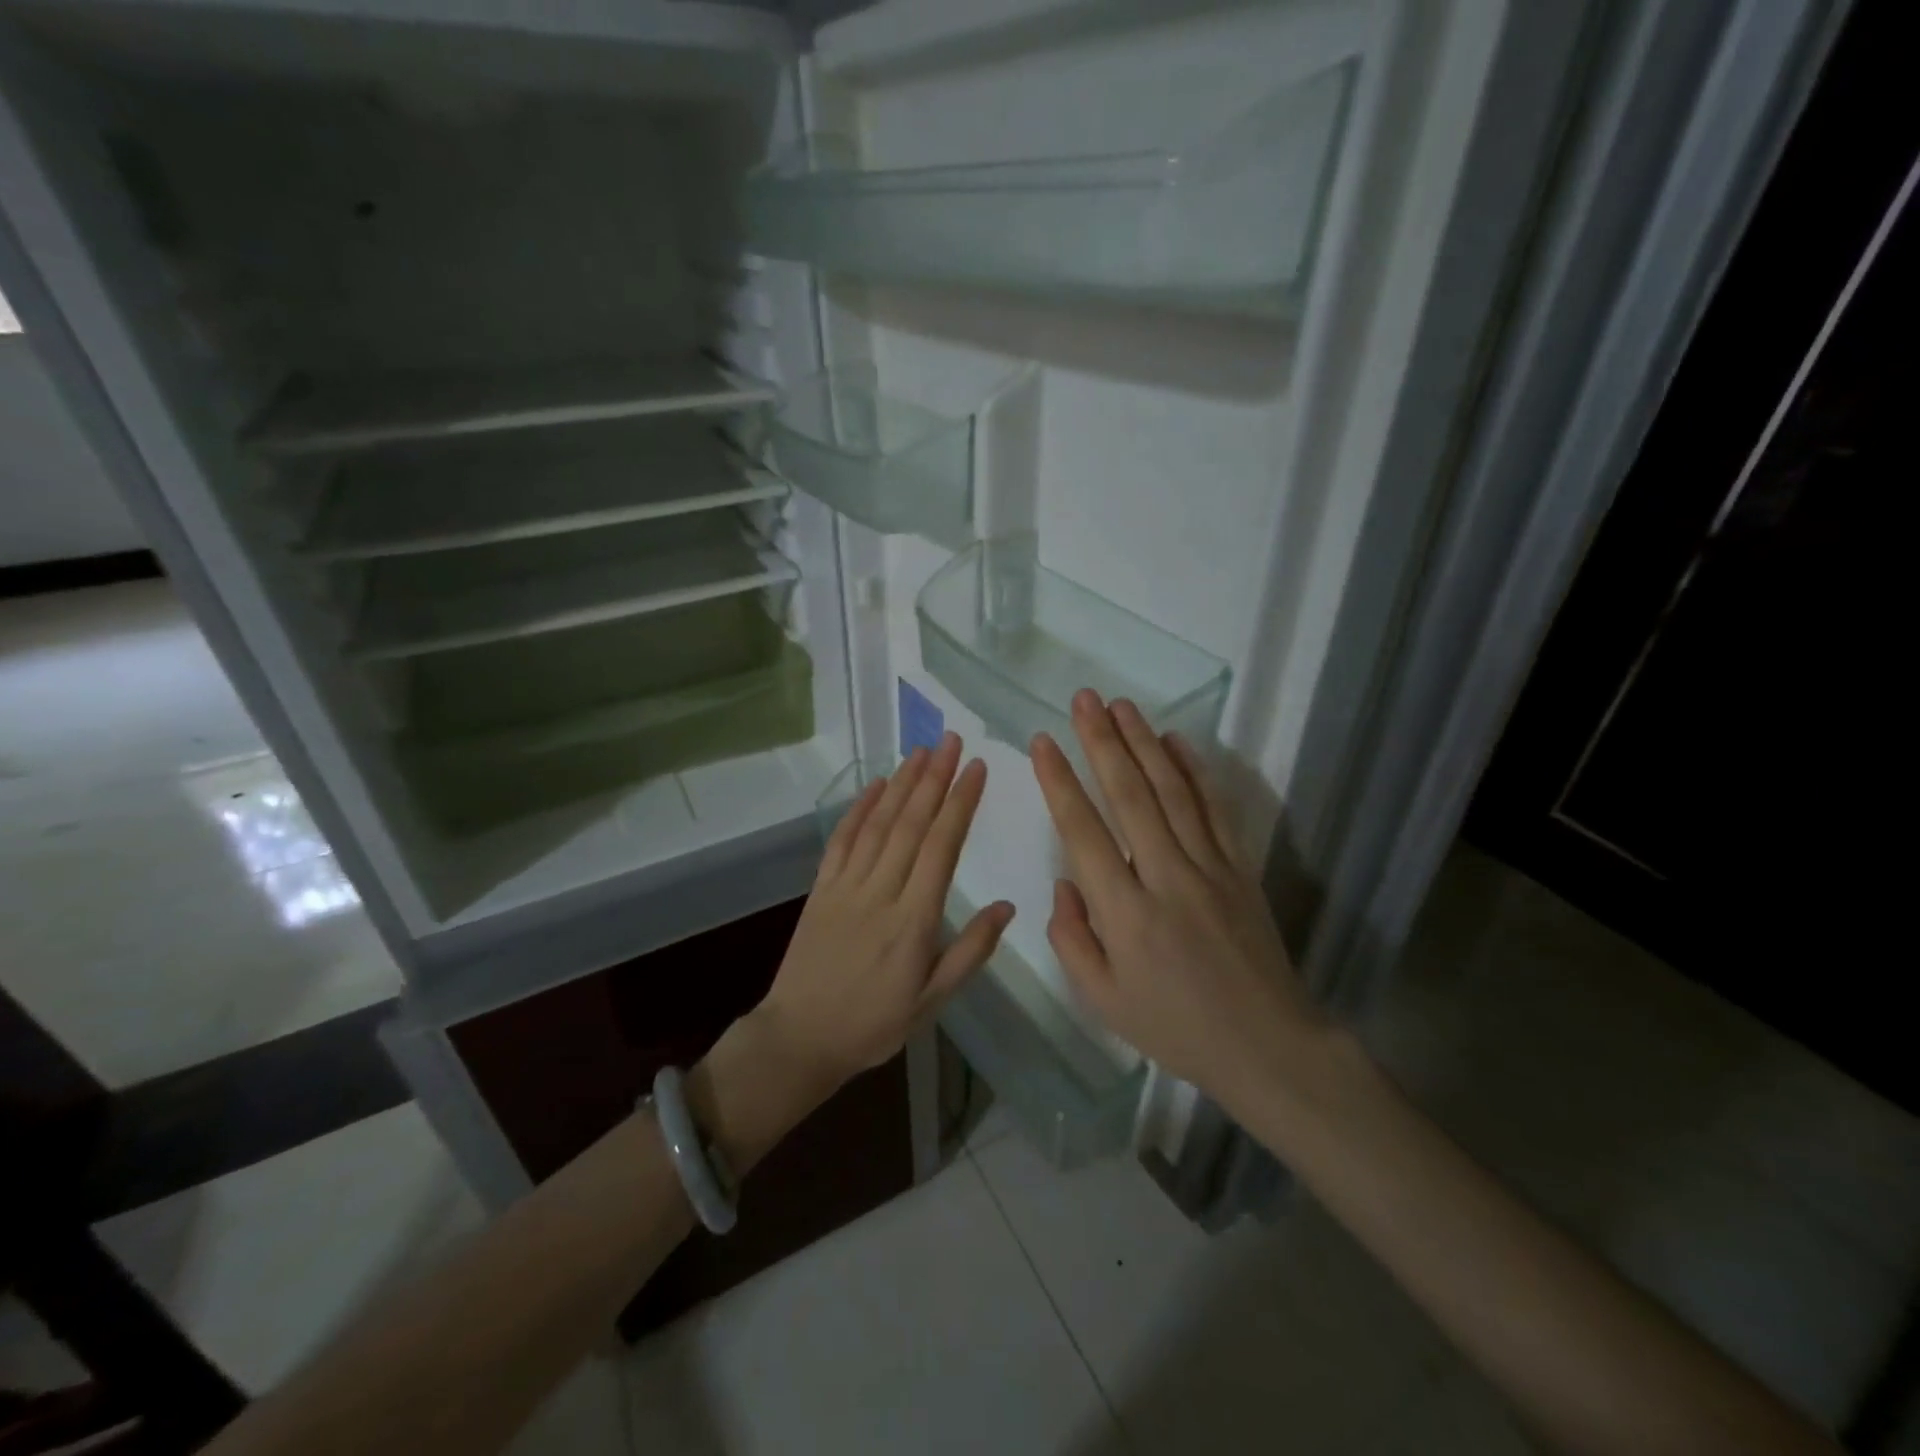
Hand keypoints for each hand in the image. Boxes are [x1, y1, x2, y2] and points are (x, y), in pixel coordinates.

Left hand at [757, 731, 1013, 1092]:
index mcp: (914, 921)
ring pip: (878, 824)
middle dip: (935, 778)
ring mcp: (846, 886)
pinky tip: (875, 785)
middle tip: (953, 741)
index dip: (960, 803)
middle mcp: (881, 892)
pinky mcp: (821, 888)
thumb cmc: (873, 1024)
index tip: (976, 769)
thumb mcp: (932, 1001)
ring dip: (901, 783)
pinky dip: (859, 808)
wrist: (799, 1038)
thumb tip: (1006, 906)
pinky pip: (842, 840)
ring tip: (922, 751)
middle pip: (911, 824)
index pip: (942, 847)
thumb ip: (970, 951)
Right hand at [1030, 691, 1328, 1117]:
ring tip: (1120, 705)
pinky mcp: (1240, 867)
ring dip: (1144, 742)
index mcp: (1125, 914)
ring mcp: (1210, 868)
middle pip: (1129, 796)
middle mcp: (1166, 878)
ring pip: (1172, 790)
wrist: (1267, 1045)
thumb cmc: (1175, 1027)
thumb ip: (1072, 939)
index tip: (1043, 742)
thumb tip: (1065, 883)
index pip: (1083, 832)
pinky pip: (1214, 808)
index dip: (1060, 782)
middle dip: (1102, 742)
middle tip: (1083, 699)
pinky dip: (1194, 770)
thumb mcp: (1103, 1001)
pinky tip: (1176, 741)